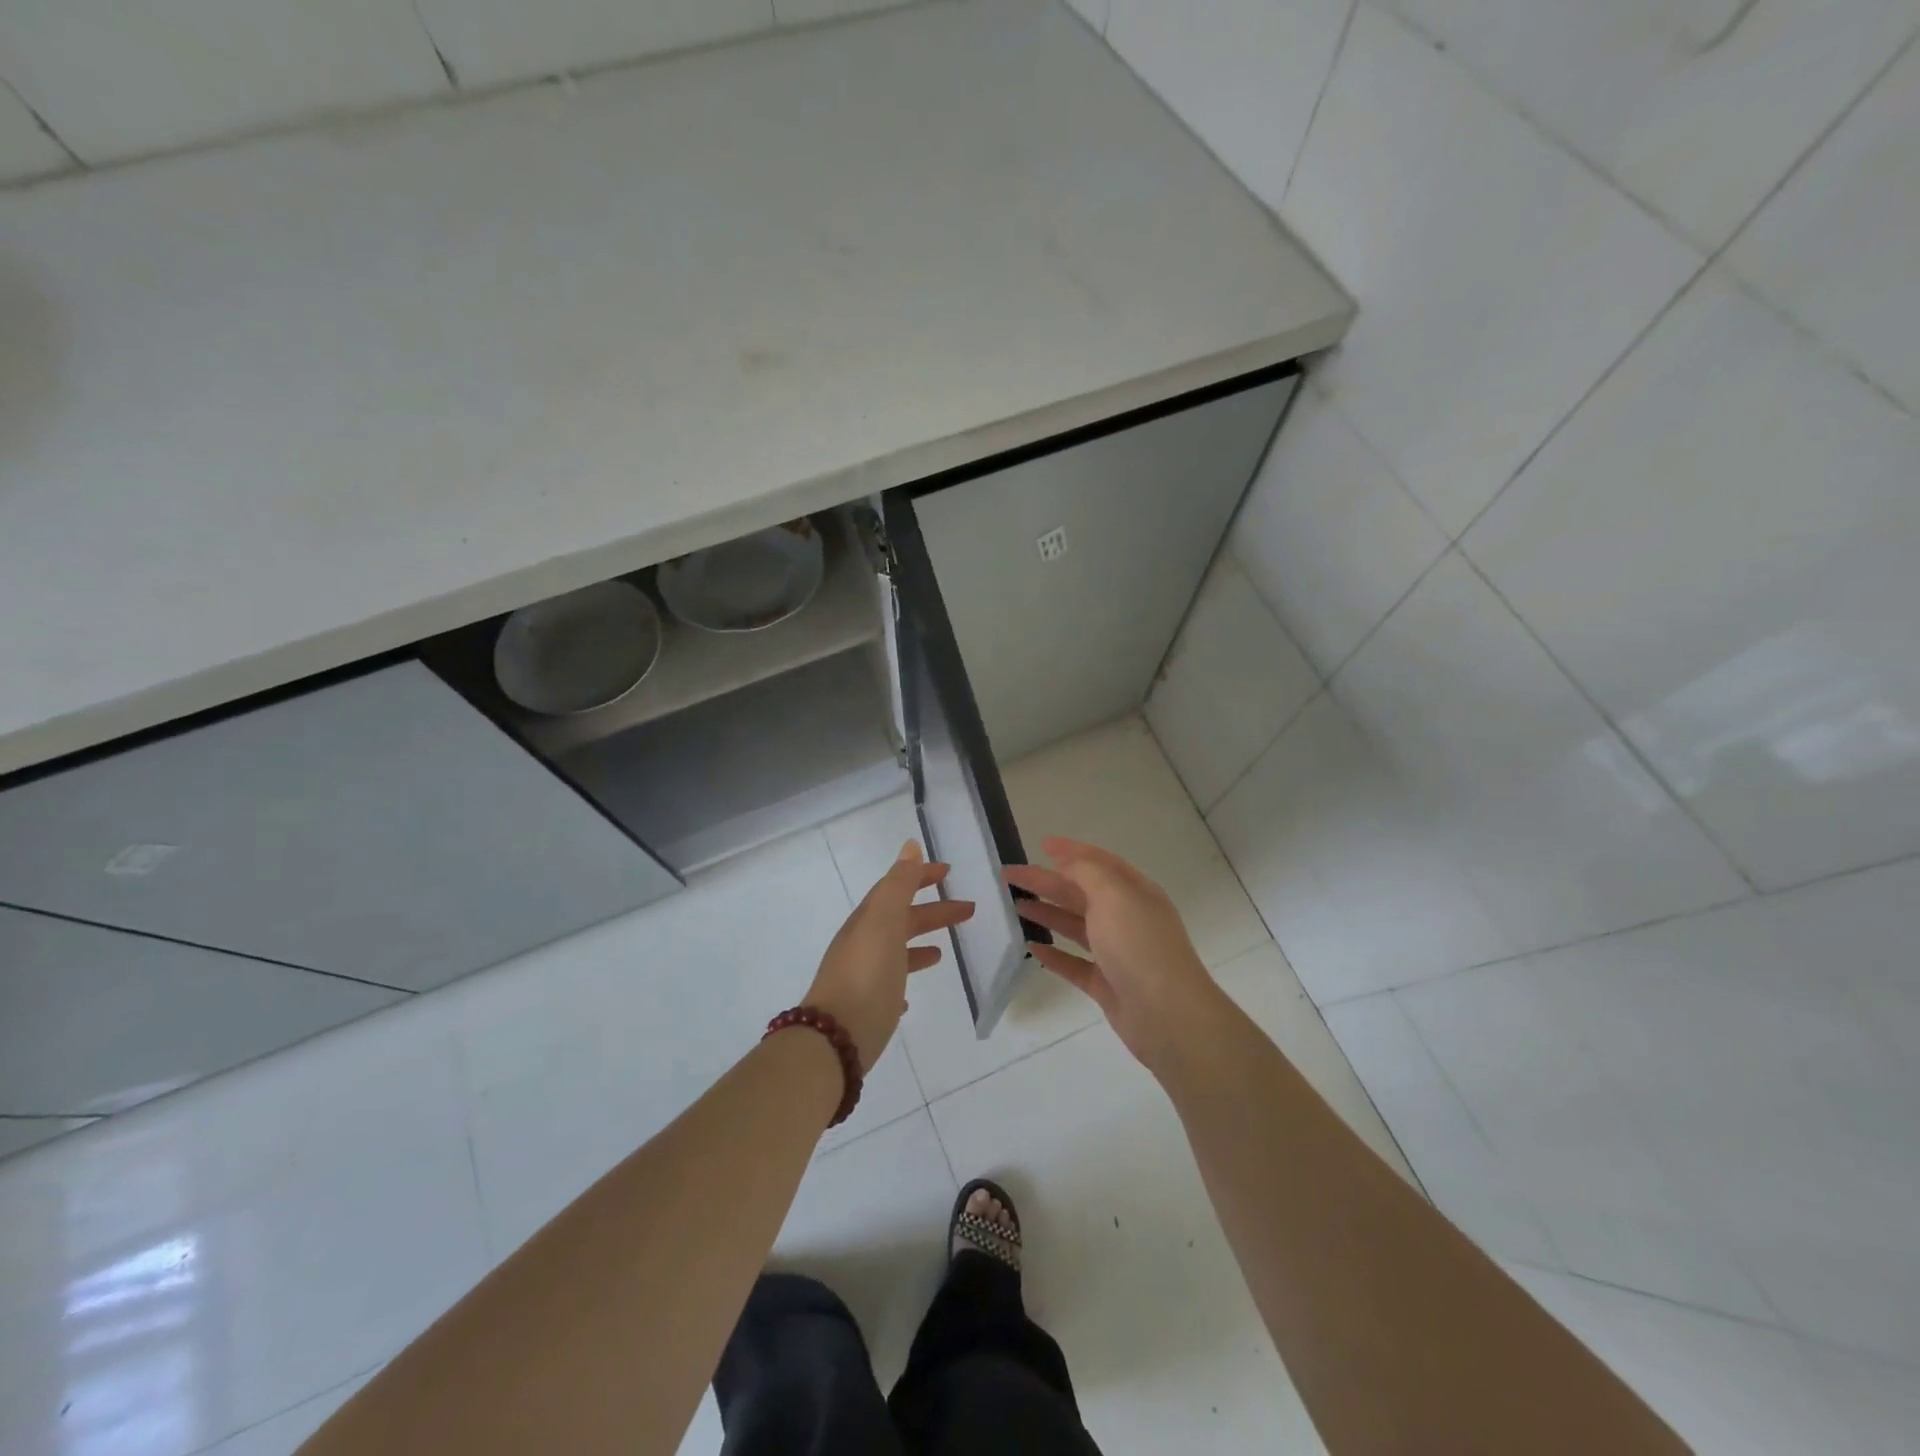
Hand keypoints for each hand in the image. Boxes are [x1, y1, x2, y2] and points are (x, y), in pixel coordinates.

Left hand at [806, 840, 974, 1071]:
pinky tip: (911, 995)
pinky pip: (888, 985)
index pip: (896, 888)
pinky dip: (902, 980)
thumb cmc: (866, 975)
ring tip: (944, 951)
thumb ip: (898, 884)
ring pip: (896, 951)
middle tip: (967, 910)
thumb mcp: (884, 922)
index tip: (948, 872)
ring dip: (919, 944)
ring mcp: (863, 976)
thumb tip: (910, 846)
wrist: (835, 1039)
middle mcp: (863, 944)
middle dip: (932, 911)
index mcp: (868, 921)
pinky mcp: (867, 1007)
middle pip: (901, 919)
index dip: (920, 876)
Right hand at [1005, 837, 1223, 1072]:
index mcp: (1134, 892)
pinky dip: (1054, 954)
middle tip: (1010, 875)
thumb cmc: (1139, 945)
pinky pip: (1074, 964)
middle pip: (1081, 893)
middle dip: (1047, 881)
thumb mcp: (1114, 895)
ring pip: (1075, 926)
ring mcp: (1117, 953)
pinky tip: (1031, 948)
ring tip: (1016, 905)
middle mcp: (1126, 919)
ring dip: (1047, 913)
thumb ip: (1087, 872)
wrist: (1168, 1014)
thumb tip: (1066, 860)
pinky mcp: (1106, 985)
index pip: (1099, 863)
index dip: (1071, 852)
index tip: (1041, 845)